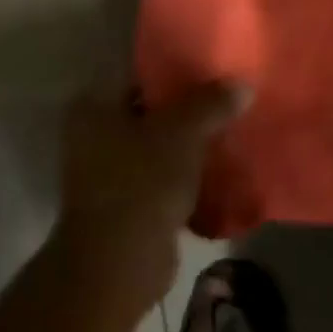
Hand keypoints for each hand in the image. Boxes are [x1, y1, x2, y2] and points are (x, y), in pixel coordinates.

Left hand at [53, 82, 248, 315]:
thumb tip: (241, 84)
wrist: (118, 260)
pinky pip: (160, 178)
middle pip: (148, 112)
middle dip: (187, 111)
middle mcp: (91, 134)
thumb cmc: (141, 182)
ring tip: (232, 133)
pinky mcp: (124, 202)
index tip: (212, 70)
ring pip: (156, 147)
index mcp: (93, 106)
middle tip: (229, 102)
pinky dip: (185, 176)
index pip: (137, 76)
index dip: (174, 72)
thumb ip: (209, 104)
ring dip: (188, 146)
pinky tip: (220, 172)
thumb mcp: (181, 134)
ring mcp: (105, 171)